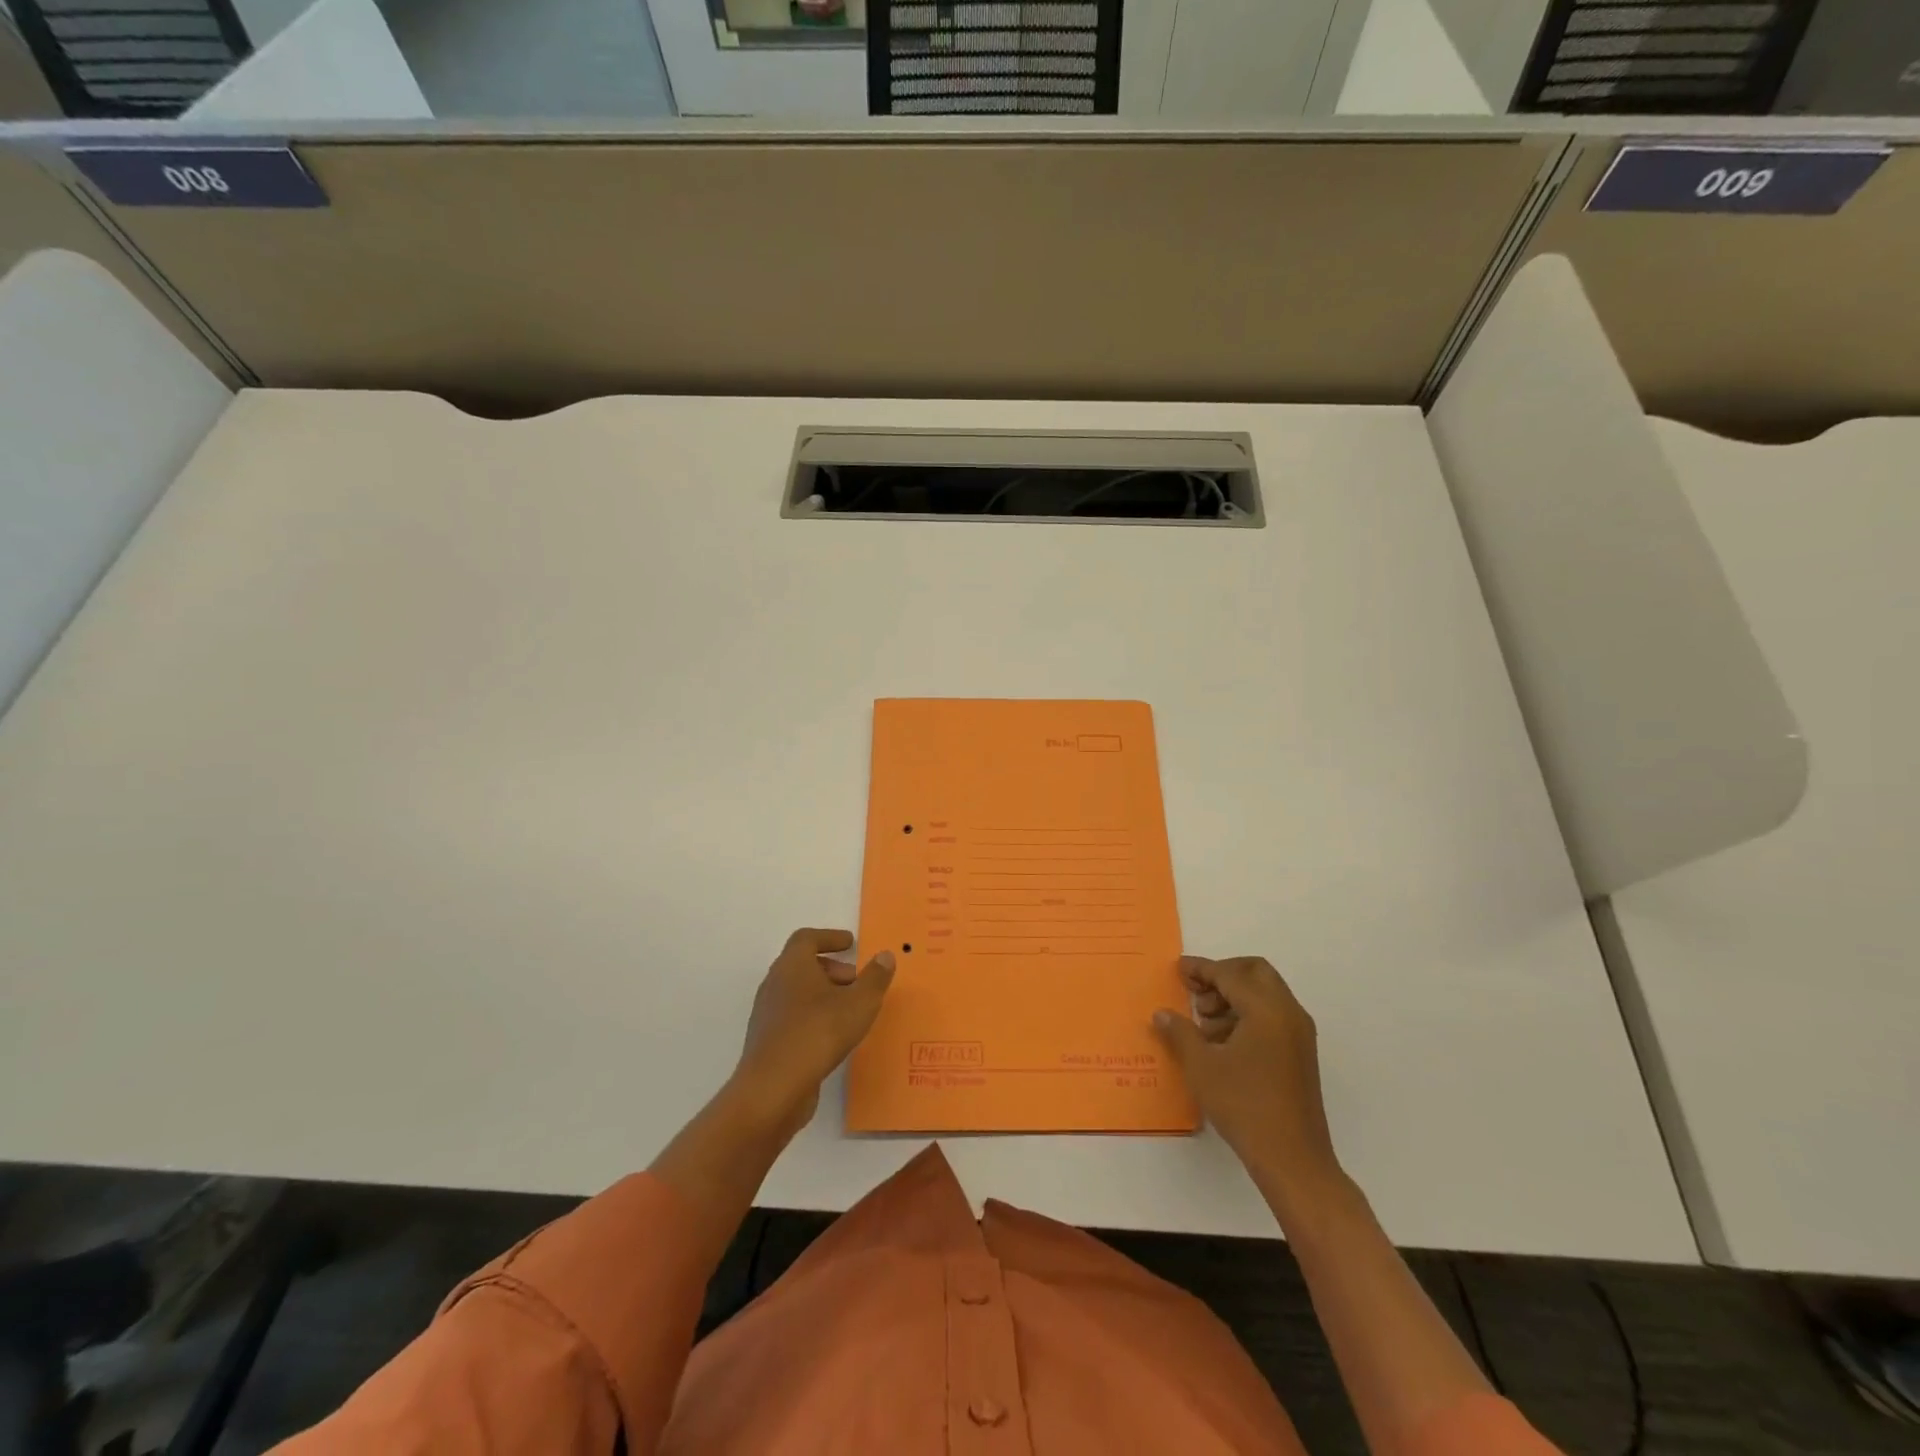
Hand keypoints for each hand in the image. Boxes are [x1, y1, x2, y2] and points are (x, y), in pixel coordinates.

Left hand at [733, 928, 895, 1138]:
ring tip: (850, 1011)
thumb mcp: (859, 1003)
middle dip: (832, 969)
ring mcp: (768, 1014)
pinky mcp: (768, 1042)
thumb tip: (885, 955)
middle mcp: (775, 984)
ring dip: (823, 995)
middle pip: (802, 965)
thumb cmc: (818, 1033)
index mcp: (792, 965)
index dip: (829, 937)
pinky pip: (793, 1018)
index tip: (850, 943)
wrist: (772, 1089)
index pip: (806, 938)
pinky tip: (833, 1037)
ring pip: (797, 993)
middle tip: (856, 982)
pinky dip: (814, 1017)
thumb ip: (875, 978)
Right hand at [1153, 955, 1340, 1206]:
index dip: (1201, 969)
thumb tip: (1162, 1014)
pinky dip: (1247, 1015)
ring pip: (1265, 994)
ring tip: (1204, 1025)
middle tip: (1196, 994)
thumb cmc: (1244, 1106)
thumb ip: (1179, 1032)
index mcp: (1266, 1009)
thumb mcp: (1201, 1067)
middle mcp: (1288, 1013)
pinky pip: (1272, 1016)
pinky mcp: (1300, 1054)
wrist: (1293, 1160)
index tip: (1178, 969)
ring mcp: (1299, 1034)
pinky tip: (1223, 1043)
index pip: (1229, 974)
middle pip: (1255, 972)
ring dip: (1234, 997)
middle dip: (1223, 975)